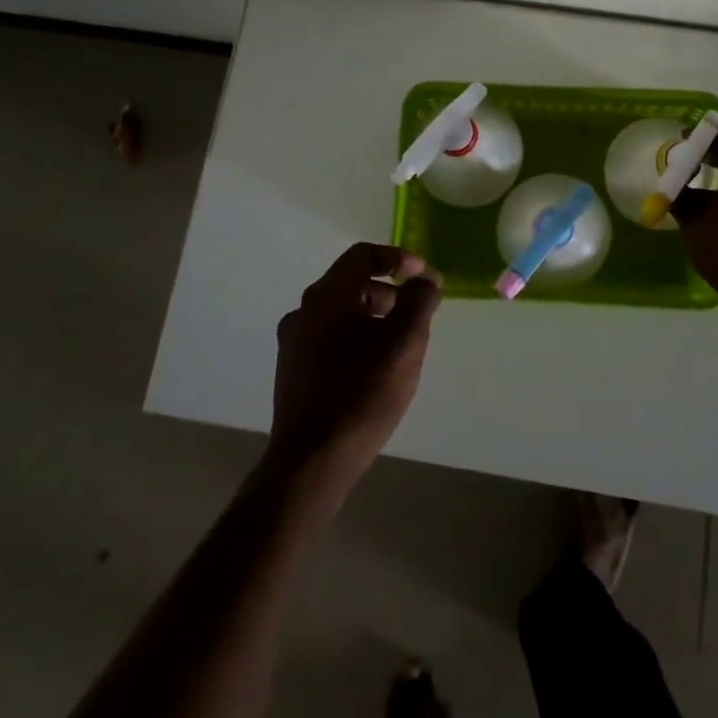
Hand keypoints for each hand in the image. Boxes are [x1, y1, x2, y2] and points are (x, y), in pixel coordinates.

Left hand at [268, 242, 442, 501]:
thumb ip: (419, 300)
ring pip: (341, 315)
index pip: (363, 255)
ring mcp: (293, 343)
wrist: (312, 462)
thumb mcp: (405, 341)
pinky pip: (330, 340)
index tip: (424, 276)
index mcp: (327, 295)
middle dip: (389, 292)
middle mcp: (303, 311)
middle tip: (417, 314)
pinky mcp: (293, 372)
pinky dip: (356, 340)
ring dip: (373, 318)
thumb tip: (425, 280)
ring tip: (400, 346)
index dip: (398, 258)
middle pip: (351, 284)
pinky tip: (374, 370)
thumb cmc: (362, 392)